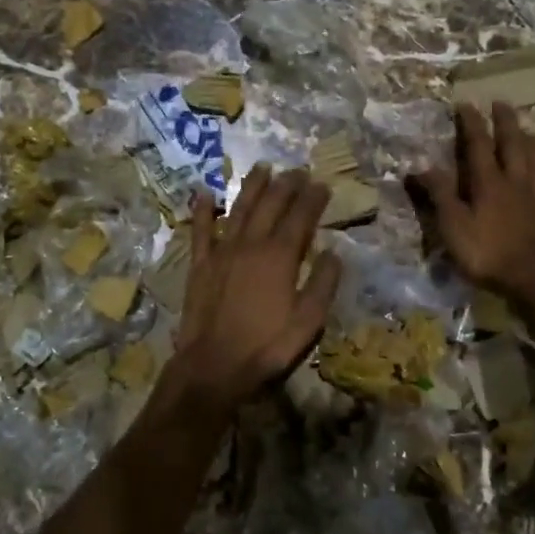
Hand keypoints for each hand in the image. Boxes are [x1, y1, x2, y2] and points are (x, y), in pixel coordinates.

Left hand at [169, 165, 342, 407]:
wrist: (213, 365)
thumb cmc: (266, 346)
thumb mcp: (308, 321)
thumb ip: (323, 284)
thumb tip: (334, 253)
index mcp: (280, 257)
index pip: (301, 217)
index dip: (313, 198)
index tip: (323, 184)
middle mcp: (251, 244)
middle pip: (271, 205)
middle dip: (287, 184)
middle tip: (297, 170)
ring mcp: (222, 251)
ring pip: (239, 208)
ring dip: (252, 186)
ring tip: (262, 167)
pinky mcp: (200, 264)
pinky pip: (200, 230)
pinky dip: (202, 209)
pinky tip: (203, 192)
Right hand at [411, 101, 534, 304]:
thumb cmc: (488, 252)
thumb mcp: (453, 225)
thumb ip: (440, 194)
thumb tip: (421, 166)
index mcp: (488, 182)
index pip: (478, 145)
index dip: (471, 124)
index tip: (466, 103)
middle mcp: (514, 183)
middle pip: (512, 145)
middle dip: (505, 122)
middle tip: (502, 102)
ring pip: (533, 162)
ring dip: (527, 142)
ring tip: (526, 130)